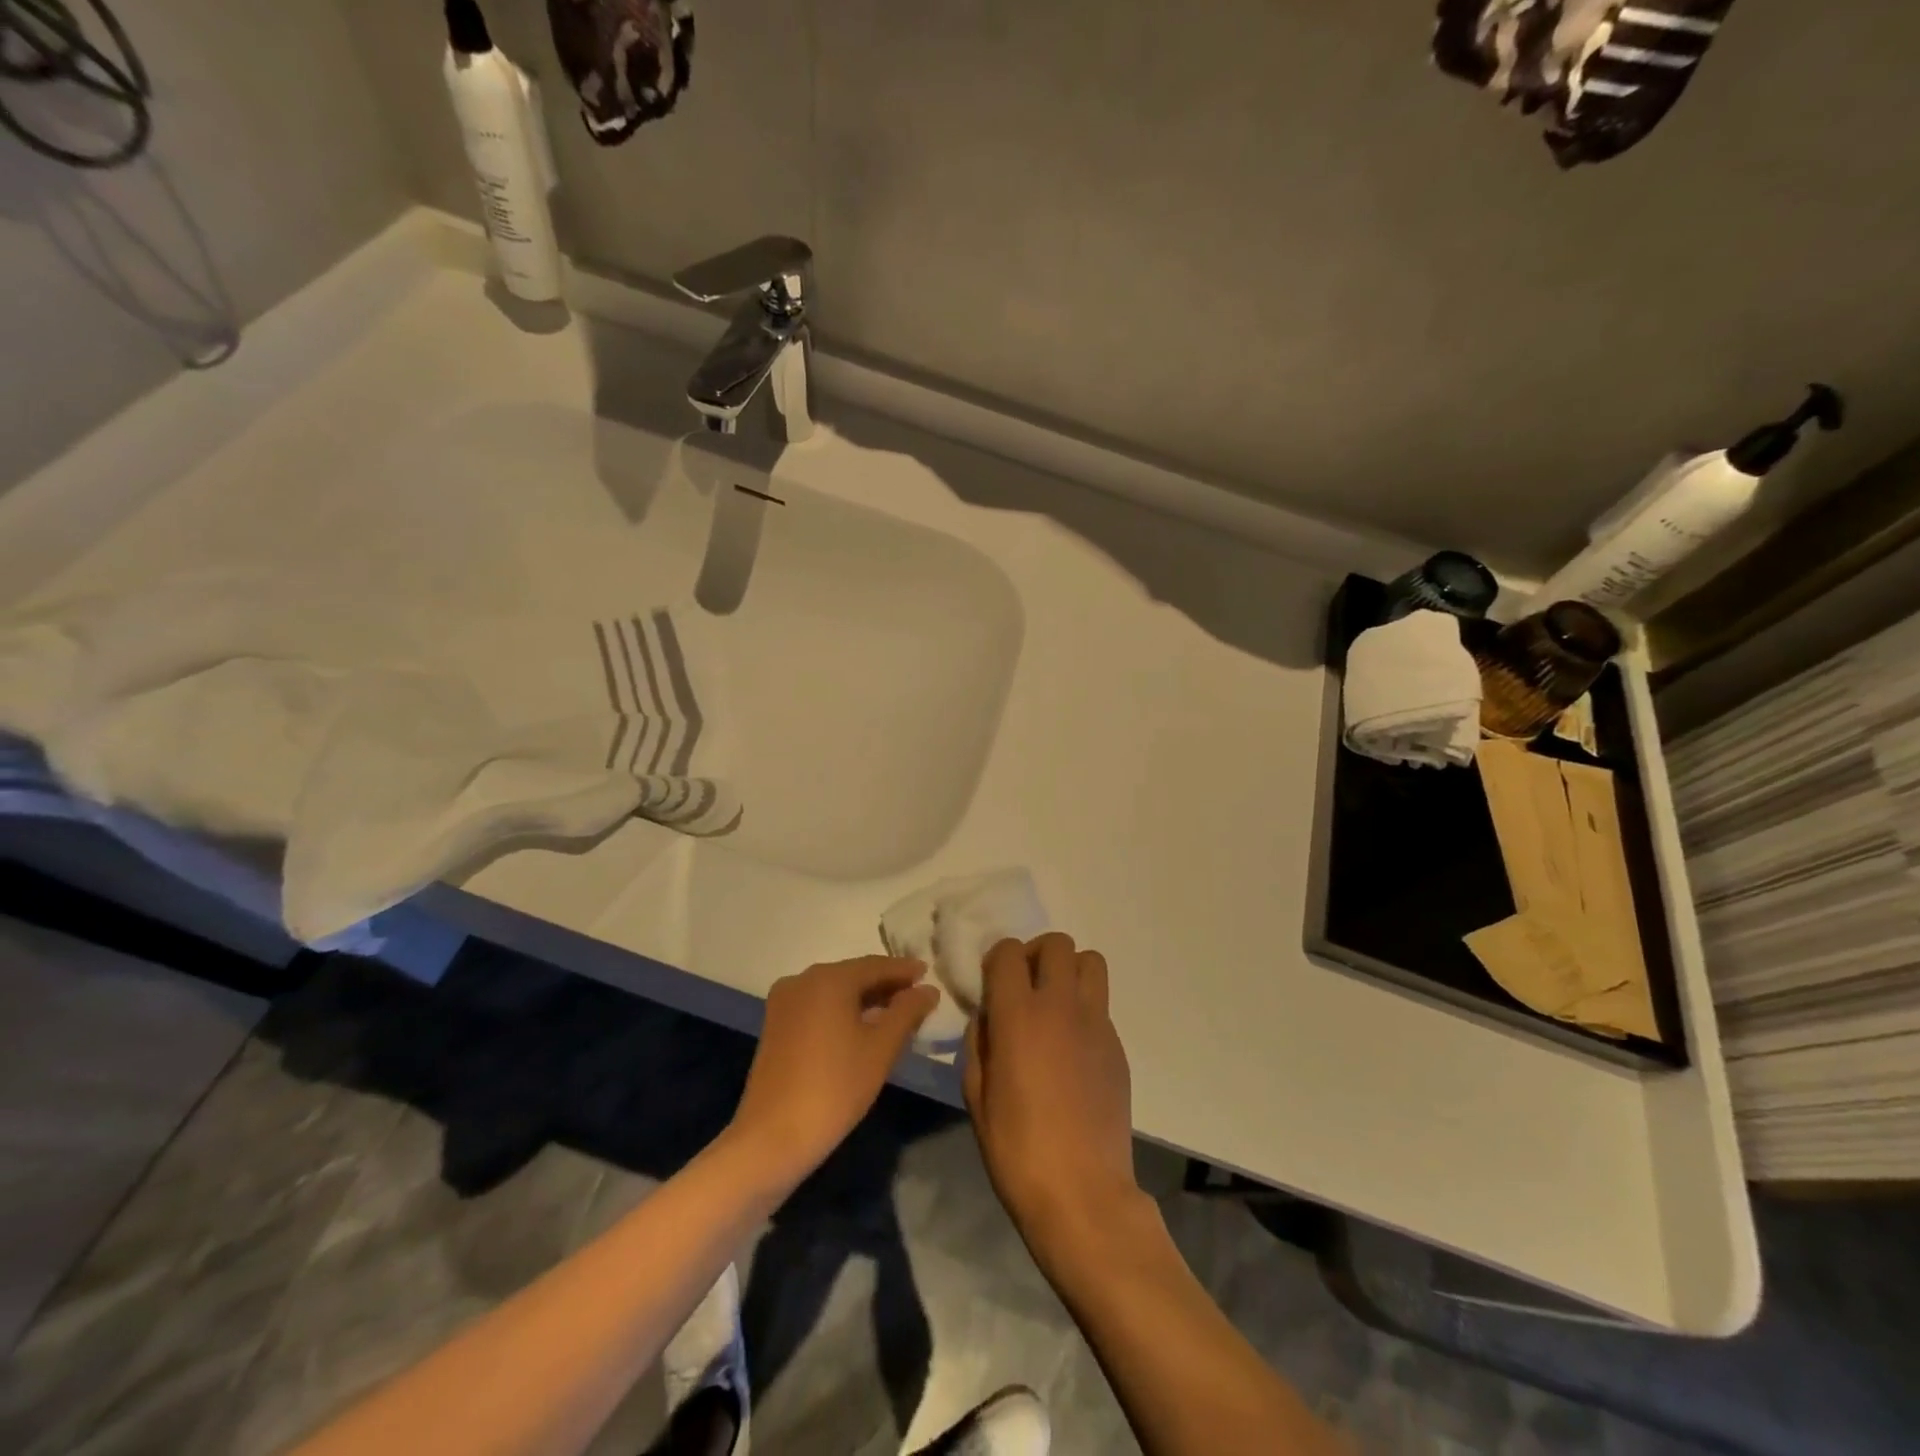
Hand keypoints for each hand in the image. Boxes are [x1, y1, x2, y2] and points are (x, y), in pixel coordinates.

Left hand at [728, 956, 938, 1185]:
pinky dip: (842, 1011)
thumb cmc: (835, 1087)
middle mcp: (803, 980)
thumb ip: (907, 1012)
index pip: (876, 965)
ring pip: (834, 991)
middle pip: (853, 975)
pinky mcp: (776, 1025)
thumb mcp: (881, 1048)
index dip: (905, 970)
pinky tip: (863, 1028)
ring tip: (896, 1014)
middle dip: (886, 985)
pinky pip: (818, 1006)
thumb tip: (928, 990)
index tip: (929, 974)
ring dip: (865, 999)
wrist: (772, 1137)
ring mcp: (785, 1002)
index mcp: (829, 978)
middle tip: (917, 997)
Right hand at [964, 933, 1142, 1257]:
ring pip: (1090, 961)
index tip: (991, 985)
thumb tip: (989, 1015)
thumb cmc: (1017, 1147)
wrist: (1082, 1192)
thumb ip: (979, 1041)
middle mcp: (1061, 1005)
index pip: (1009, 951)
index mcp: (1019, 1014)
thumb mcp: (975, 1094)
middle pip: (1057, 943)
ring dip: (1068, 970)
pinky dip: (1083, 1007)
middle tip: (1024, 987)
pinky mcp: (1117, 1045)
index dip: (996, 960)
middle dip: (1035, 954)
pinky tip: (1071, 1047)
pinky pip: (1100, 1003)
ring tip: (1053, 1004)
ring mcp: (1096, 1023)